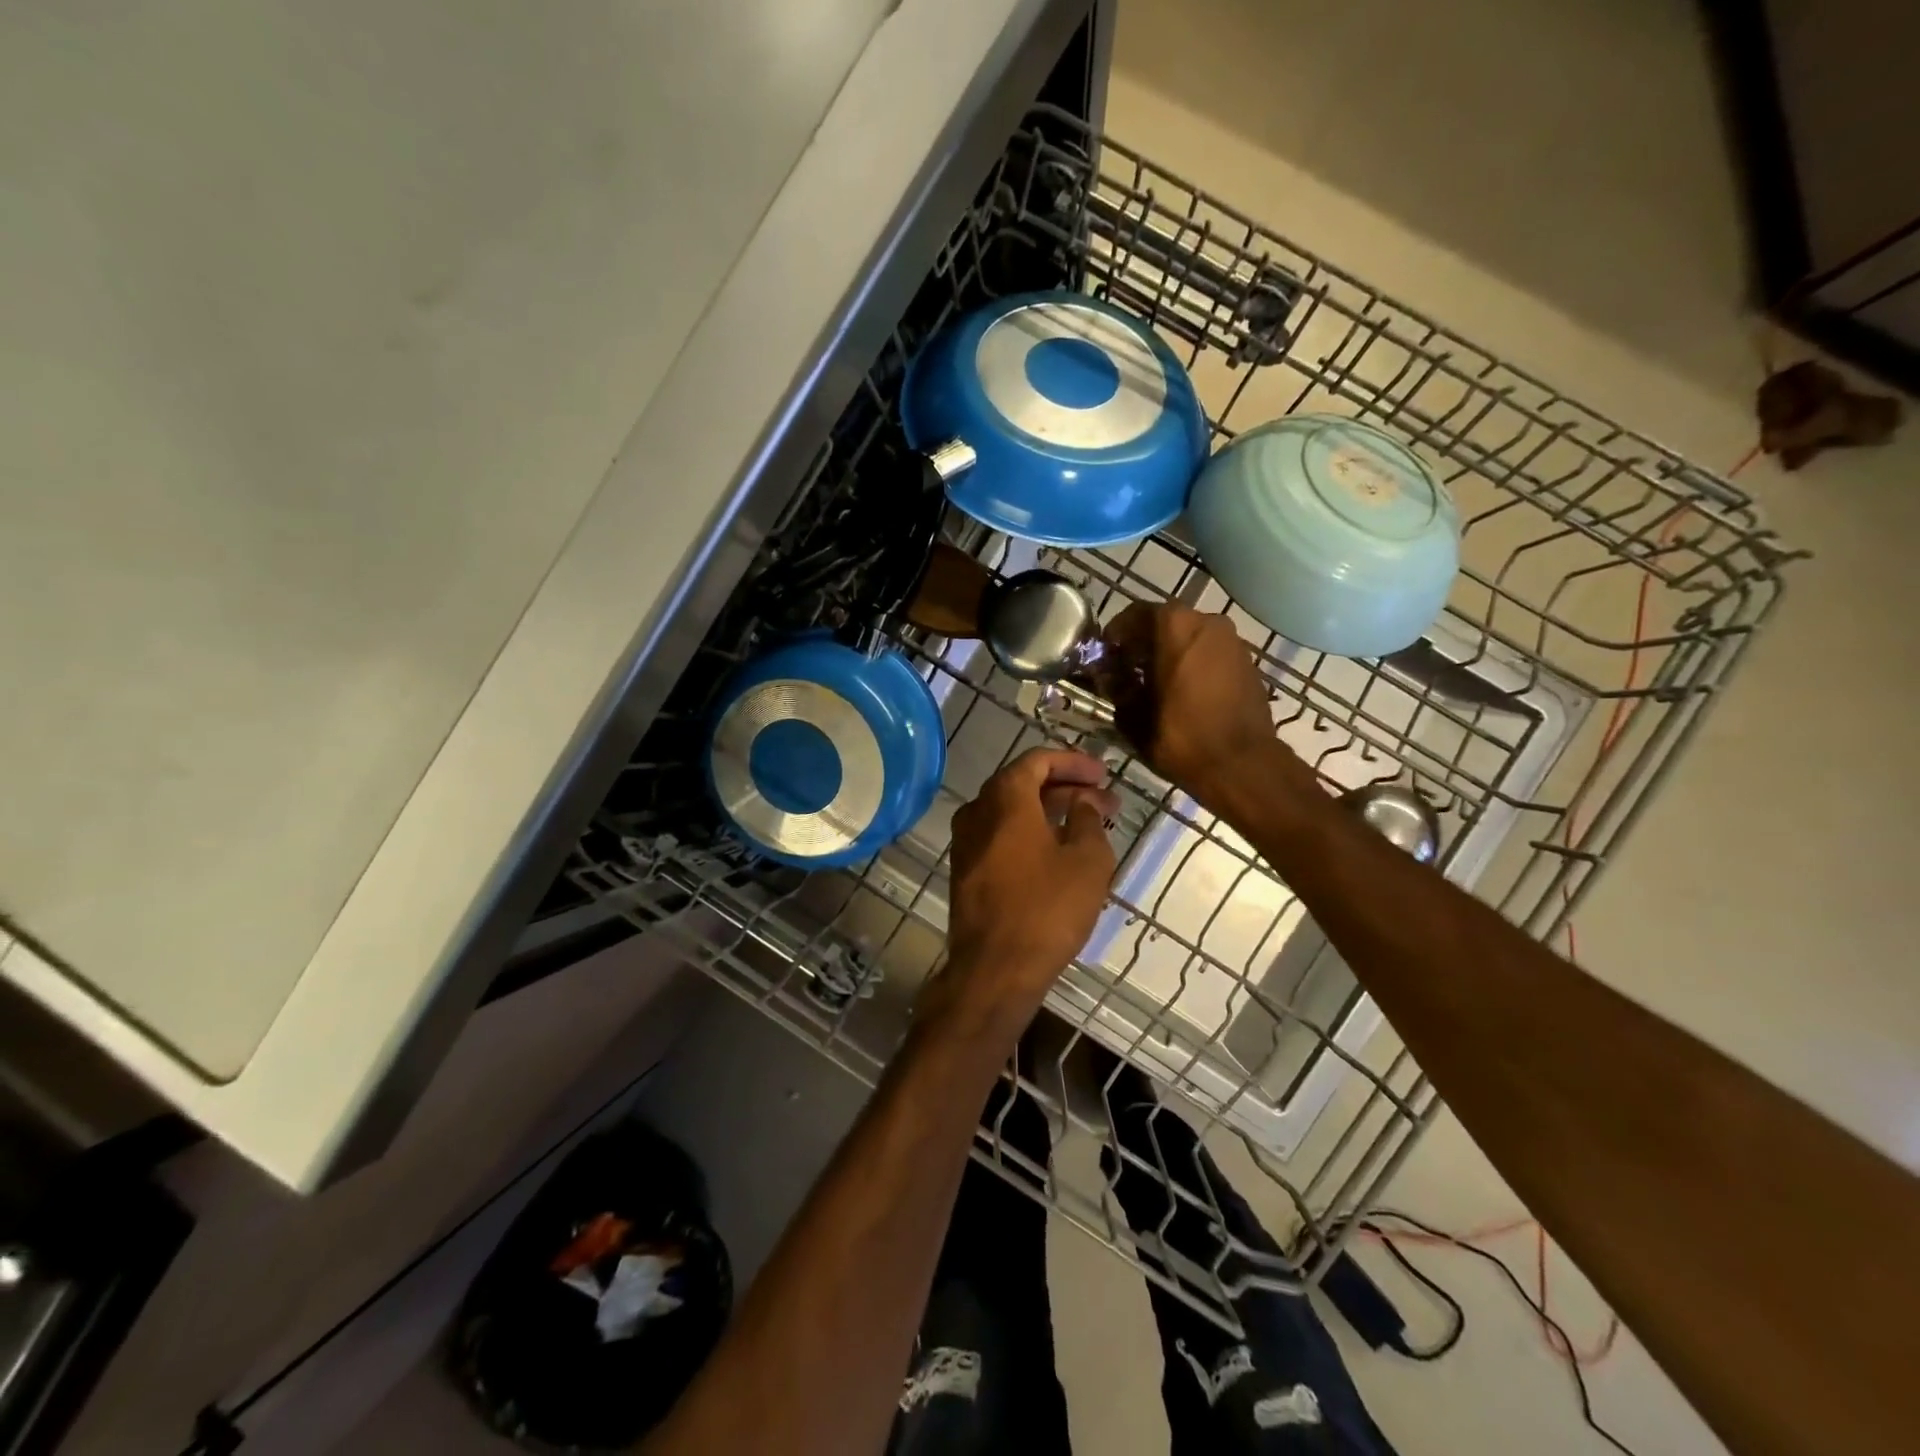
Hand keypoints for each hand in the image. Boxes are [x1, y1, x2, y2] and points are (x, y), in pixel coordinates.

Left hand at [934, 748, 1118, 1026]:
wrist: (995, 969)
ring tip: (1089, 824)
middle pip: (1023, 784)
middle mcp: (977, 811)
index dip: (1073, 762)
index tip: (1103, 773)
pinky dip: (1030, 832)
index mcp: (1004, 798)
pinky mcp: (966, 870)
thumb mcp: (1087, 860)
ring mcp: (966, 842)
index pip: (1037, 760)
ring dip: (1050, 811)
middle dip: (1066, 788)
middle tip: (1104, 800)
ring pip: (1011, 811)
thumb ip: (1088, 818)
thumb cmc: (1046, 909)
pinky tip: (1059, 850)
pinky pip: (1001, 835)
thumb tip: (1083, 800)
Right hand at [1105, 602, 1302, 810]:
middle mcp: (1207, 621)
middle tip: (1127, 673)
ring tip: (1155, 686)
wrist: (1241, 765)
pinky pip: (1211, 654)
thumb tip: (1111, 677)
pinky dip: (1193, 665)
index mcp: (1175, 625)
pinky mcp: (1248, 662)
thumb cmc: (1180, 736)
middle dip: (1143, 645)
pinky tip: (1184, 694)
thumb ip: (1116, 687)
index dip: (1115, 635)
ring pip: (1190, 638)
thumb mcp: (1132, 715)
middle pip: (1165, 623)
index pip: (1135, 614)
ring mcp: (1233, 641)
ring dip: (1170, 654)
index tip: (1105, 658)